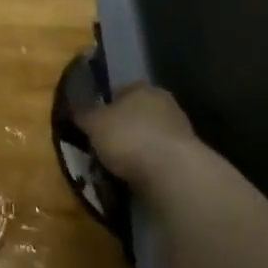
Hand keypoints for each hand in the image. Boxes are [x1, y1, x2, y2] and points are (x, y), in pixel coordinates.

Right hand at [76, 84, 201, 194]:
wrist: (175, 177)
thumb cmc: (129, 138)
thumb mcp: (94, 123)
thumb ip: (84, 115)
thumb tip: (75, 111)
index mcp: (143, 88)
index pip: (120, 91)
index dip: (104, 106)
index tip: (93, 123)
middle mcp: (166, 105)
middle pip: (138, 115)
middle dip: (123, 128)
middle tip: (105, 145)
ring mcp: (182, 134)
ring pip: (150, 138)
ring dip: (138, 150)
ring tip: (119, 168)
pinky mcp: (191, 162)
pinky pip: (161, 161)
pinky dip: (150, 168)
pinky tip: (138, 179)